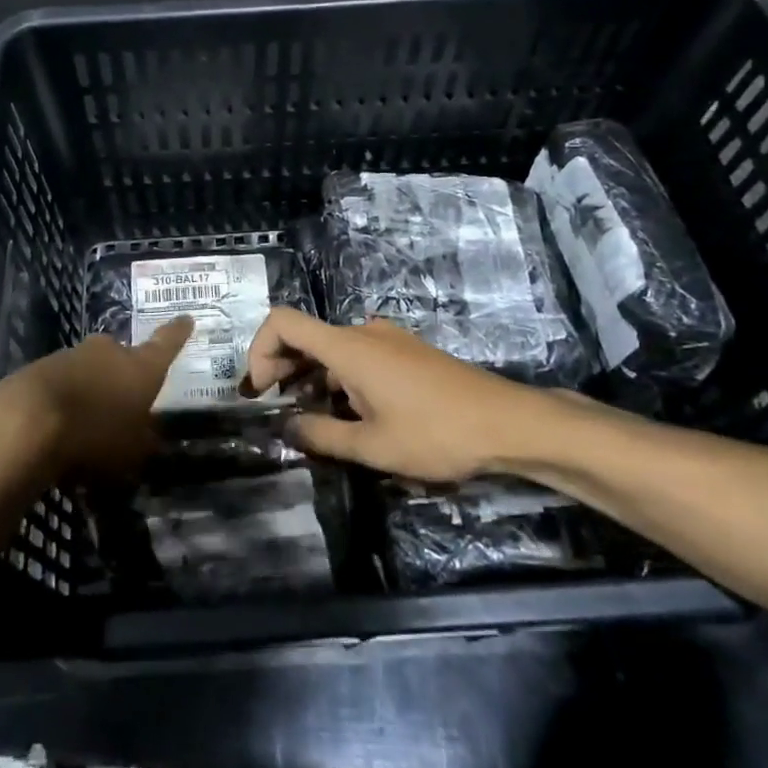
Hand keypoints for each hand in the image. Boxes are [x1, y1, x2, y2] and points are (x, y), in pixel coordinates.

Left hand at [0, 317, 193, 481]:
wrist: (24, 422)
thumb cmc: (94, 435)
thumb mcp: (131, 452)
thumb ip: (143, 441)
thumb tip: (148, 435)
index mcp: (140, 367)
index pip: (166, 344)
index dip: (177, 333)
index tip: (186, 318)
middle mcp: (108, 352)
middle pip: (121, 357)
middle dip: (123, 374)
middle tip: (122, 399)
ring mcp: (70, 355)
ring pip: (88, 370)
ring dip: (90, 388)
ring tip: (85, 422)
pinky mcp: (38, 369)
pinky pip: (60, 383)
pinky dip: (62, 399)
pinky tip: (55, 426)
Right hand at [244, 307, 599, 482]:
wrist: (508, 423)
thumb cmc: (436, 433)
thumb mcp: (372, 446)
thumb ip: (321, 435)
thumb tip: (287, 428)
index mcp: (348, 346)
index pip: (284, 321)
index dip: (259, 348)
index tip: (261, 388)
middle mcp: (364, 332)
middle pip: (306, 335)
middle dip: (281, 367)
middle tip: (276, 408)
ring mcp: (389, 340)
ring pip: (332, 349)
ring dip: (311, 377)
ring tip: (312, 418)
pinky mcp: (407, 352)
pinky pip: (358, 355)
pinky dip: (339, 377)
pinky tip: (350, 412)